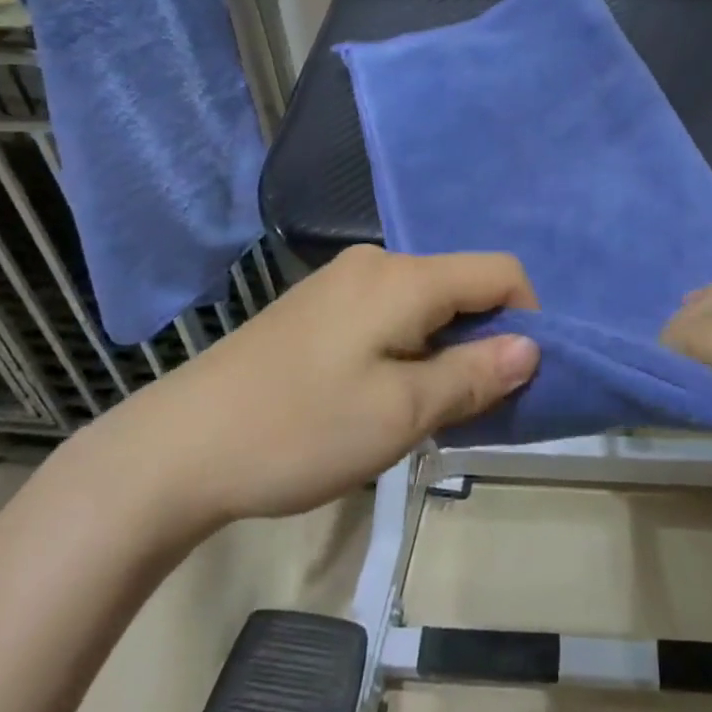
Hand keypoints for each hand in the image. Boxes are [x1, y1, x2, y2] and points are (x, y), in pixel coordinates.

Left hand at [80, 247, 539, 550]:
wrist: (178, 448)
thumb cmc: (300, 429)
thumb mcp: (401, 413)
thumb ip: (474, 375)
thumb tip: (532, 347)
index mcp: (403, 277)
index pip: (499, 271)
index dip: (527, 317)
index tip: (518, 378)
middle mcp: (376, 263)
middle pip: (461, 285)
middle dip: (482, 339)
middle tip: (470, 406)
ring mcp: (341, 281)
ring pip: (424, 302)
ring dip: (443, 348)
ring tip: (422, 408)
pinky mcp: (316, 306)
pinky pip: (388, 312)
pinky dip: (408, 346)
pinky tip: (379, 393)